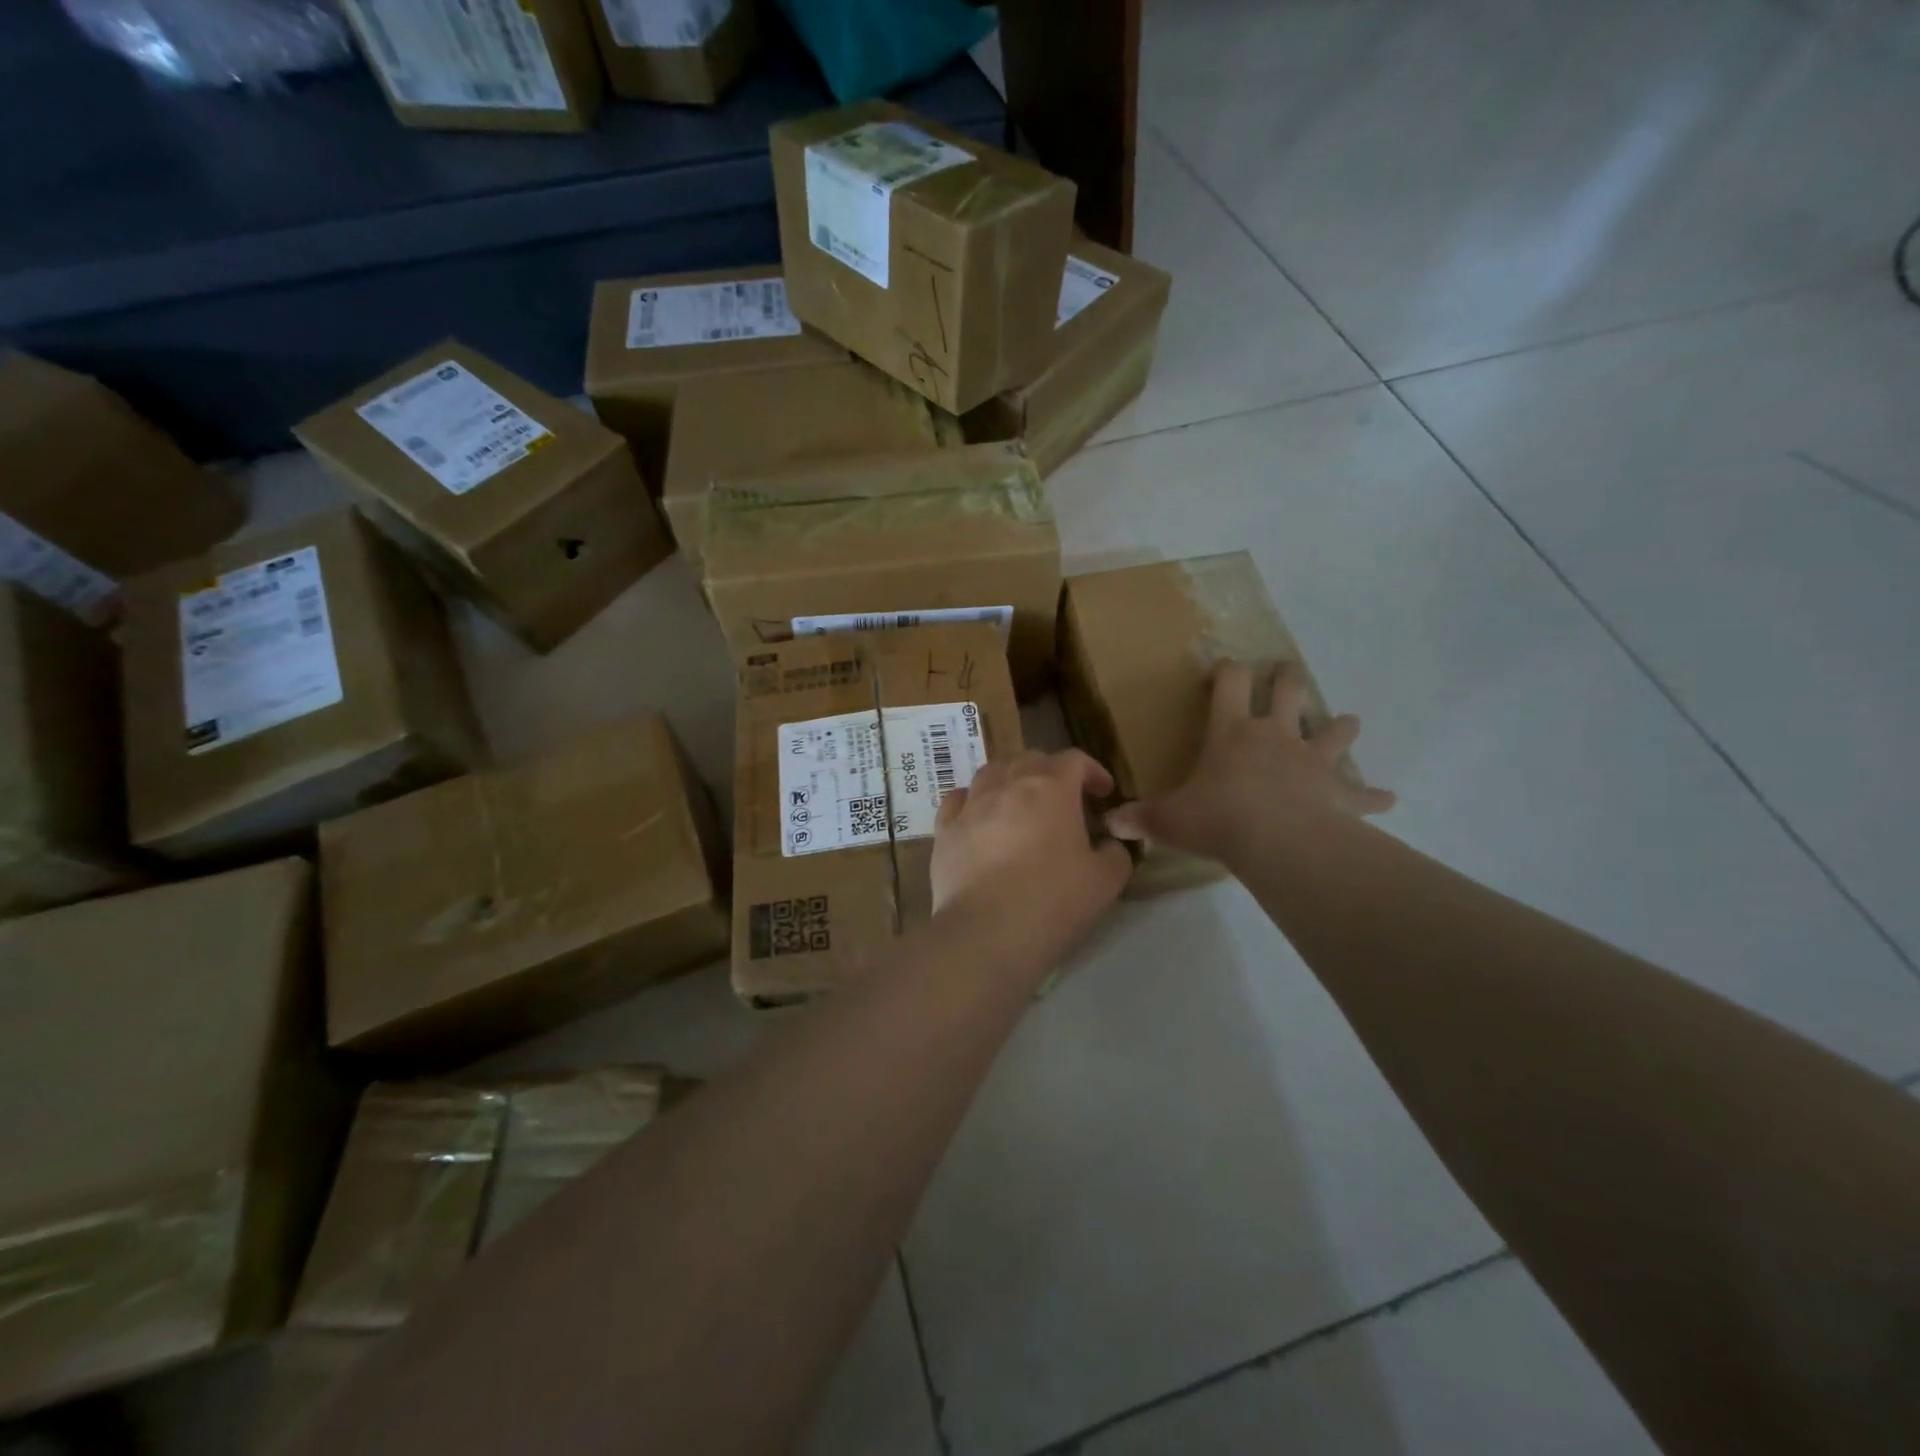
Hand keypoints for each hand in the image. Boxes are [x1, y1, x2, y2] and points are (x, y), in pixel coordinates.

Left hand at [932, 749, 1131, 955]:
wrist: (987, 933)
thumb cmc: (1053, 901)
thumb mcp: (1105, 881)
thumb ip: (1115, 854)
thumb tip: (1108, 846)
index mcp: (1051, 788)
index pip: (1074, 760)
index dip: (1092, 771)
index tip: (1103, 793)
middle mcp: (1007, 784)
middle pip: (1030, 760)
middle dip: (1051, 772)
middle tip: (1064, 799)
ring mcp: (971, 805)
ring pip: (991, 772)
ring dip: (1011, 779)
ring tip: (1019, 802)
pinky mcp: (944, 830)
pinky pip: (957, 800)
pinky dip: (973, 801)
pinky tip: (979, 817)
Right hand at [1107, 662, 1394, 866]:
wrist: (1278, 843)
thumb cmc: (1218, 819)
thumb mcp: (1168, 820)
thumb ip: (1139, 819)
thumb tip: (1109, 824)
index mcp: (1233, 732)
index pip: (1230, 683)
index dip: (1226, 671)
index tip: (1220, 672)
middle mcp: (1276, 736)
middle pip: (1290, 690)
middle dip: (1288, 679)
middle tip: (1287, 674)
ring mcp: (1312, 761)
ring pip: (1335, 730)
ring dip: (1340, 726)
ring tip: (1346, 723)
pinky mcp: (1339, 792)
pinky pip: (1362, 793)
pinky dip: (1374, 796)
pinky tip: (1389, 799)